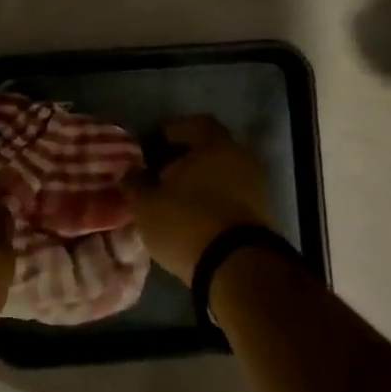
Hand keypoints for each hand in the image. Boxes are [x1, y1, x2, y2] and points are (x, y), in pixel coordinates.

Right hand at [126, 115, 273, 278]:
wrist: (237, 267)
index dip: (173, 132)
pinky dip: (214, 203)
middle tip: (160, 176)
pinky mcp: (261, 216)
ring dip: (200, 184)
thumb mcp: (147, 205)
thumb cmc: (187, 222)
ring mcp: (256, 187)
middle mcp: (241, 158)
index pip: (195, 124)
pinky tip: (194, 219)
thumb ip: (135, 184)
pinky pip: (232, 198)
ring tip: (174, 202)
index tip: (153, 148)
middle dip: (186, 160)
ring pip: (222, 176)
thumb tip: (129, 172)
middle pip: (211, 150)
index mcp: (215, 144)